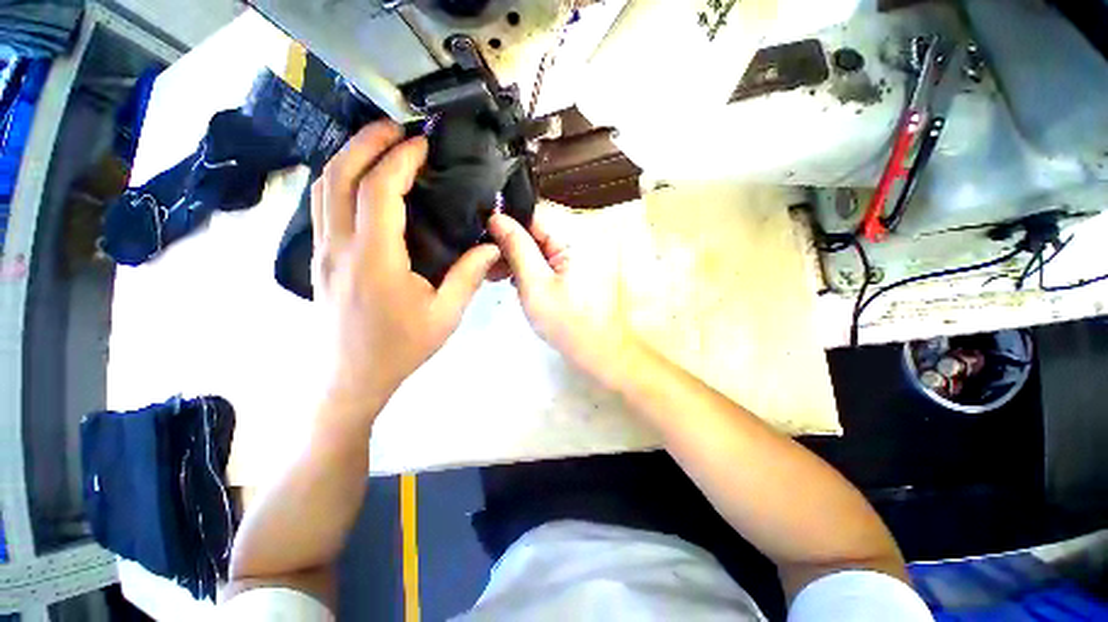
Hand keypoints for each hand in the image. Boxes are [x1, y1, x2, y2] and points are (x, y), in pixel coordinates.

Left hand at [313, 122, 500, 417]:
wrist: (352, 377)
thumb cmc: (401, 347)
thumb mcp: (445, 314)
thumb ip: (469, 275)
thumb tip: (491, 245)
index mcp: (375, 259)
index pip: (379, 191)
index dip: (399, 160)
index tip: (422, 144)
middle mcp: (340, 246)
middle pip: (339, 175)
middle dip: (366, 142)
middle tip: (395, 128)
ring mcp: (323, 251)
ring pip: (324, 187)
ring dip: (350, 157)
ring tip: (380, 146)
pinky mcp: (320, 258)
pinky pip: (323, 205)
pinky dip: (341, 180)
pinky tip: (363, 181)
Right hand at [488, 207, 634, 381]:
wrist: (602, 350)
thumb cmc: (568, 324)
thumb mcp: (534, 286)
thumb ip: (516, 248)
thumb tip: (496, 217)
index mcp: (577, 233)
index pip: (533, 212)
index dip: (507, 224)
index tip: (487, 245)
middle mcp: (587, 232)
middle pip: (539, 224)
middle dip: (514, 243)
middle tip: (494, 268)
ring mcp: (589, 246)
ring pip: (545, 239)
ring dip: (524, 254)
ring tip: (505, 277)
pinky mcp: (587, 260)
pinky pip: (555, 251)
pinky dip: (538, 262)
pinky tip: (522, 279)